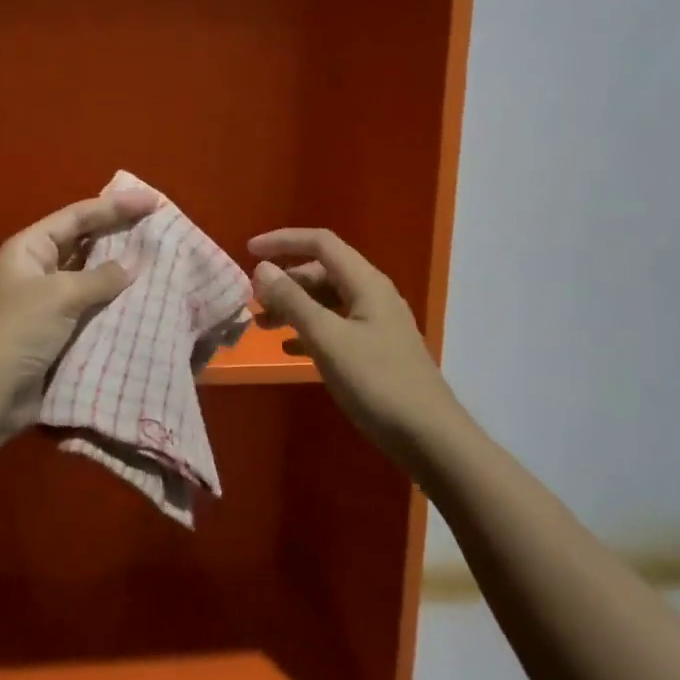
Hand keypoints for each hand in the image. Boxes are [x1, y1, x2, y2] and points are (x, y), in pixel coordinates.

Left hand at [0, 189, 159, 432]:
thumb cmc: (16, 333)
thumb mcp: (58, 296)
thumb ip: (101, 278)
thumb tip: (135, 264)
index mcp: (30, 248)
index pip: (78, 216)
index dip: (116, 206)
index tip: (154, 201)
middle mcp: (39, 269)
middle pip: (86, 242)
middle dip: (121, 235)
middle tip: (161, 227)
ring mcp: (49, 302)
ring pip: (93, 277)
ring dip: (122, 272)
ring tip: (162, 261)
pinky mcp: (59, 333)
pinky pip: (94, 309)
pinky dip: (117, 304)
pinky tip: (146, 301)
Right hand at [249, 228, 462, 466]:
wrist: (430, 438)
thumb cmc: (377, 383)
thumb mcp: (327, 339)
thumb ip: (293, 301)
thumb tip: (262, 269)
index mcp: (365, 283)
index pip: (321, 242)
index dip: (283, 241)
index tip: (249, 251)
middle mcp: (373, 295)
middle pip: (322, 271)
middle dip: (285, 281)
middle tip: (254, 302)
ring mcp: (377, 323)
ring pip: (327, 301)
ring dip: (294, 307)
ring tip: (262, 326)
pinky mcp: (376, 350)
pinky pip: (335, 327)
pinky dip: (309, 330)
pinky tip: (288, 349)